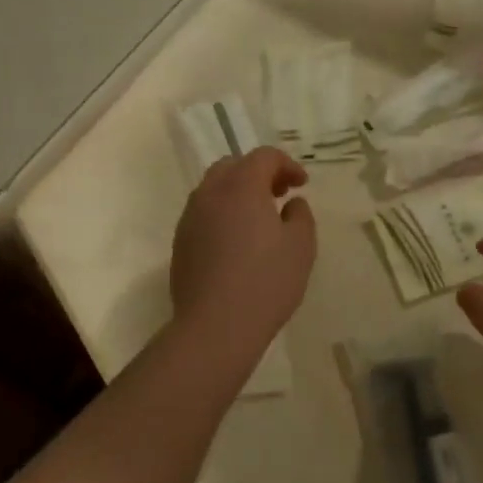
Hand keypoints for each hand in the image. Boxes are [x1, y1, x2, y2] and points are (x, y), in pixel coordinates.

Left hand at [169, 147, 315, 352]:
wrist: (215, 326)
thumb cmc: (266, 282)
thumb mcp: (301, 247)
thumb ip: (300, 216)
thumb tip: (292, 204)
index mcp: (241, 186)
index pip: (264, 157)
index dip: (287, 165)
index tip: (302, 185)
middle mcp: (210, 194)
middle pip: (233, 166)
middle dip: (258, 173)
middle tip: (279, 194)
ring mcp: (189, 218)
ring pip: (213, 189)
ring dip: (238, 193)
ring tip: (259, 219)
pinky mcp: (180, 242)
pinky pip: (203, 214)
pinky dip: (222, 214)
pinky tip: (237, 242)